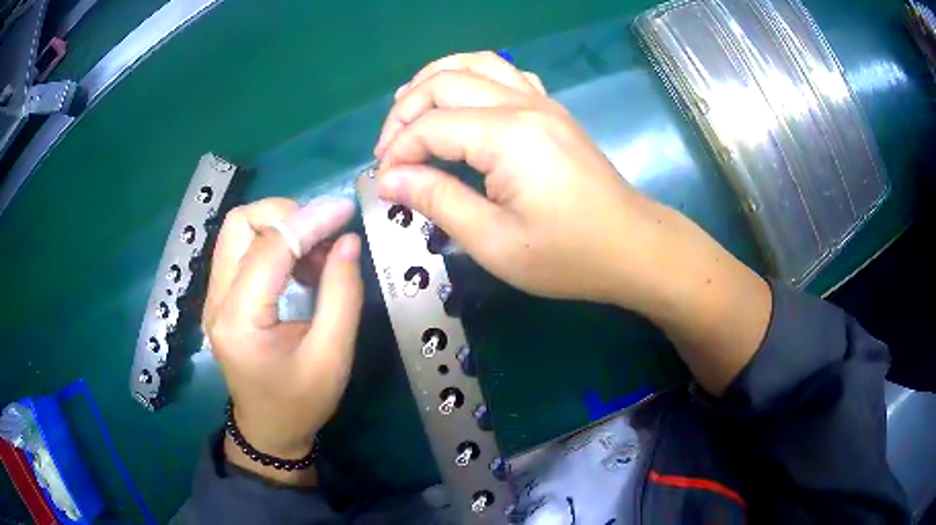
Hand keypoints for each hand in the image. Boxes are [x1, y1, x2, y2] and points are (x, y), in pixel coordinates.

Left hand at [203, 197, 362, 483]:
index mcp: (239, 321)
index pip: (269, 248)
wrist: (269, 428)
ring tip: (316, 254)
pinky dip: (274, 243)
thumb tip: (347, 241)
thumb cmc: (301, 402)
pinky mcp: (221, 296)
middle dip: (286, 216)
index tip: (345, 211)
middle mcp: (216, 300)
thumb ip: (342, 295)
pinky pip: (243, 248)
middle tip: (324, 235)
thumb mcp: (332, 356)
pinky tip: (300, 266)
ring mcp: (214, 296)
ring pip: (239, 230)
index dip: (310, 222)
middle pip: (240, 223)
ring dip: (280, 228)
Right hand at [373, 52, 771, 395]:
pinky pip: (505, 73)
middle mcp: (523, 104)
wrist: (633, 247)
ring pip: (476, 63)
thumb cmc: (568, 255)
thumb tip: (390, 179)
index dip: (397, 152)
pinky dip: (472, 77)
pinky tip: (461, 101)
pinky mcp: (552, 110)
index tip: (383, 185)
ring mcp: (541, 102)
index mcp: (507, 135)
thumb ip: (438, 201)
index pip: (430, 126)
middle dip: (405, 111)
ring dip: (435, 79)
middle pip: (445, 82)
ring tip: (409, 108)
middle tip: (389, 150)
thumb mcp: (494, 242)